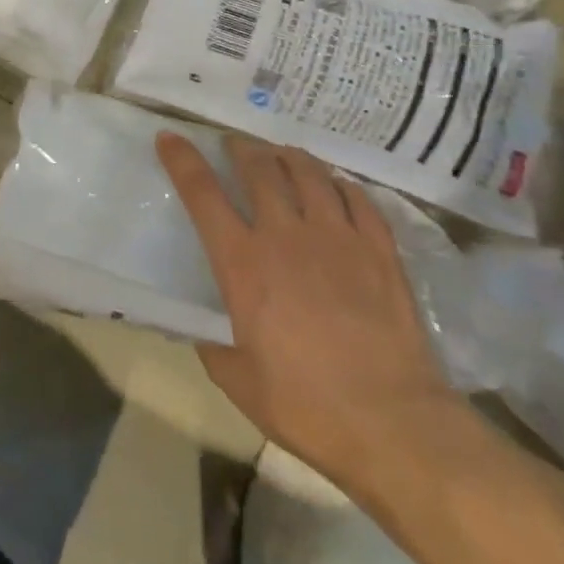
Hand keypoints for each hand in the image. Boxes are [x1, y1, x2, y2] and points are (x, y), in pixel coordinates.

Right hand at [157, 133, 457, 479]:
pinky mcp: (381, 252)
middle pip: (258, 169)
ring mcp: (338, 238)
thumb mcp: (237, 380)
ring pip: (309, 173)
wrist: (394, 425)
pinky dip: (340, 184)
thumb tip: (206, 330)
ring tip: (280, 155)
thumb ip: (214, 345)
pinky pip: (358, 199)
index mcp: (242, 262)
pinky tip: (337, 186)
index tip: (170, 137)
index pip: (202, 193)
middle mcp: (286, 236)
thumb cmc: (306, 406)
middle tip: (234, 144)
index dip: (182, 160)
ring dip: (288, 157)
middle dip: (240, 148)